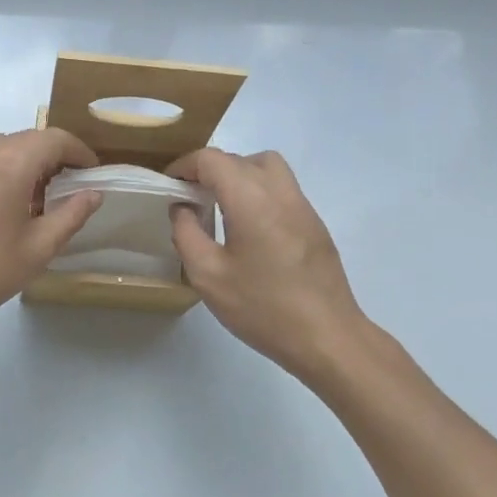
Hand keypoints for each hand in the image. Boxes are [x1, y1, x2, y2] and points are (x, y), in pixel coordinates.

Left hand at [0, 128, 101, 343]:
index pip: (55, 139)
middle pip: (28, 139)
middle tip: (67, 190)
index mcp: (9, 164)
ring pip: (1, 147)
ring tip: (33, 198)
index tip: (91, 172)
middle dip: (53, 157)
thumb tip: (92, 193)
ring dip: (24, 162)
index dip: (79, 152)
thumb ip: (71, 215)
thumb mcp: (38, 249)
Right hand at [168, 149, 371, 379]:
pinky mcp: (314, 223)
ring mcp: (302, 206)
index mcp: (251, 199)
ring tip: (220, 206)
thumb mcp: (208, 276)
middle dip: (209, 170)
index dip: (185, 166)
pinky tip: (248, 228)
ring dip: (238, 175)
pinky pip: (282, 189)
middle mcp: (280, 192)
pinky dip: (258, 192)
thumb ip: (186, 234)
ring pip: (266, 168)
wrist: (327, 337)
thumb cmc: (263, 308)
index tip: (168, 185)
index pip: (212, 160)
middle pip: (239, 159)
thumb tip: (182, 208)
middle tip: (189, 198)